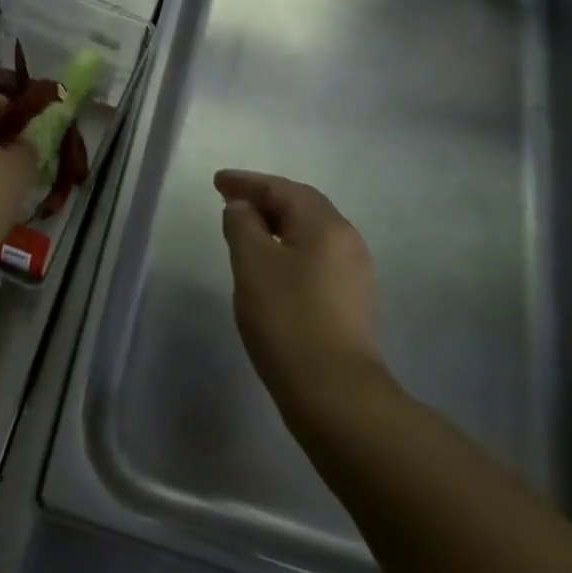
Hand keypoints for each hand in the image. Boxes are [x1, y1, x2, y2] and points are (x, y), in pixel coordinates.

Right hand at [215, 170, 384, 408]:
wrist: (334, 392)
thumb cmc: (287, 318)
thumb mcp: (252, 263)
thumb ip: (242, 225)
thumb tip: (242, 208)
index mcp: (325, 225)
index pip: (282, 189)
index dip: (247, 182)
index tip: (217, 181)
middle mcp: (347, 240)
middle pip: (301, 206)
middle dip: (264, 199)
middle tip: (229, 200)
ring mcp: (354, 273)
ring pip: (309, 233)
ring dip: (276, 225)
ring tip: (246, 230)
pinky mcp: (351, 301)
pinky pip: (315, 257)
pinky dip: (288, 249)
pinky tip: (270, 265)